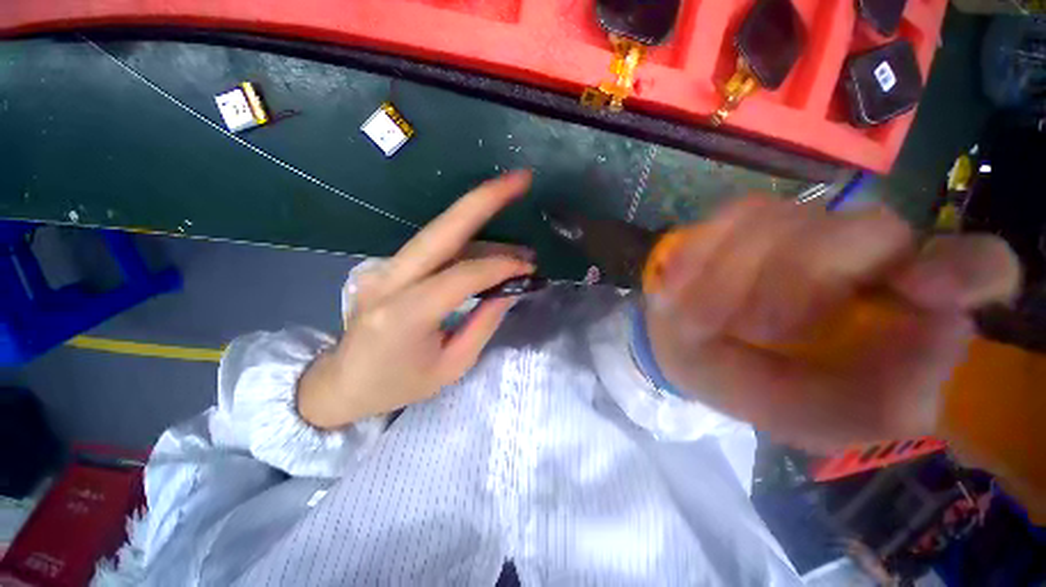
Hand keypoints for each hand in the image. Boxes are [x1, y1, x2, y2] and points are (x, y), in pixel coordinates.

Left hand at [297, 172, 534, 429]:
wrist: (342, 383)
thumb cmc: (398, 385)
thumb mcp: (452, 366)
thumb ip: (484, 323)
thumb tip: (510, 288)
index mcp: (405, 315)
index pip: (464, 275)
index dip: (501, 266)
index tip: (529, 268)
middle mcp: (389, 280)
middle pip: (442, 228)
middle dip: (484, 199)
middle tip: (520, 179)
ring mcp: (383, 268)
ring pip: (439, 232)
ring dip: (480, 222)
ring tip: (514, 230)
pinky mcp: (386, 266)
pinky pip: (433, 246)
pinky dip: (465, 240)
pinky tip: (489, 245)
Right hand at [645, 196, 1019, 450]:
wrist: (684, 352)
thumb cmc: (750, 386)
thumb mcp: (813, 419)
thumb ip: (882, 404)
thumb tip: (947, 331)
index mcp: (896, 313)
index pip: (978, 267)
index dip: (964, 267)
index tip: (916, 289)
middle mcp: (864, 259)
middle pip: (871, 229)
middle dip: (802, 280)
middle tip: (755, 328)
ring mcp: (803, 227)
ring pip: (794, 219)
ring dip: (741, 273)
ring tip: (703, 313)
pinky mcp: (746, 217)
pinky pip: (737, 215)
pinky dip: (707, 250)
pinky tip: (683, 281)